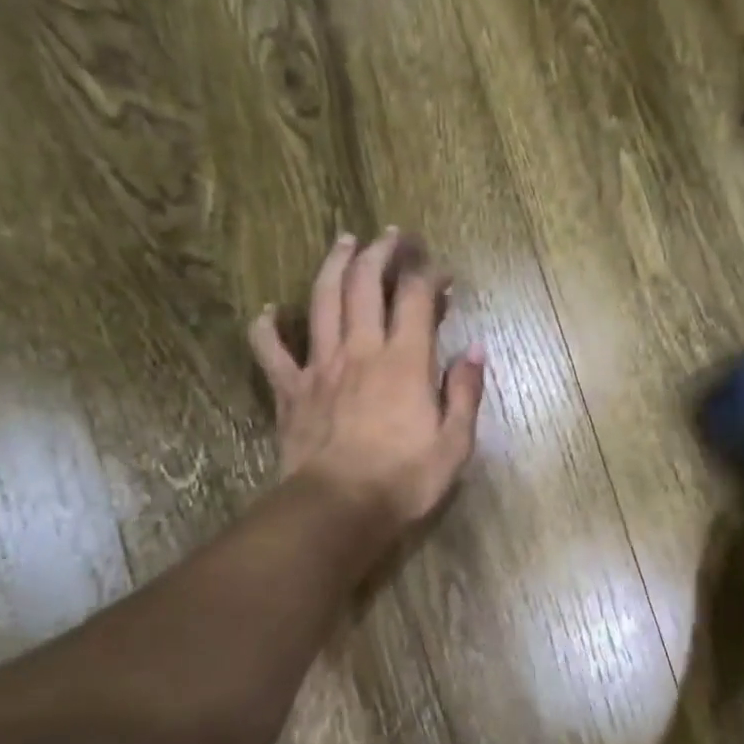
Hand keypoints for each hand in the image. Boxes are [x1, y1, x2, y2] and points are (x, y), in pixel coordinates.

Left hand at [249, 229, 485, 527]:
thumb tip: (476, 350)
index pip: (416, 299)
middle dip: (380, 252)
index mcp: (405, 362)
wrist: (339, 508)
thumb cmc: (405, 479)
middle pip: (366, 284)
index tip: (441, 270)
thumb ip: (465, 392)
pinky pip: (270, 349)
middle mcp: (361, 350)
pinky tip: (269, 312)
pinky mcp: (290, 389)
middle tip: (390, 236)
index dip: (429, 275)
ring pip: (322, 300)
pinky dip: (267, 326)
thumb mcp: (455, 443)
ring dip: (334, 265)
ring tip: (343, 242)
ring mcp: (320, 366)